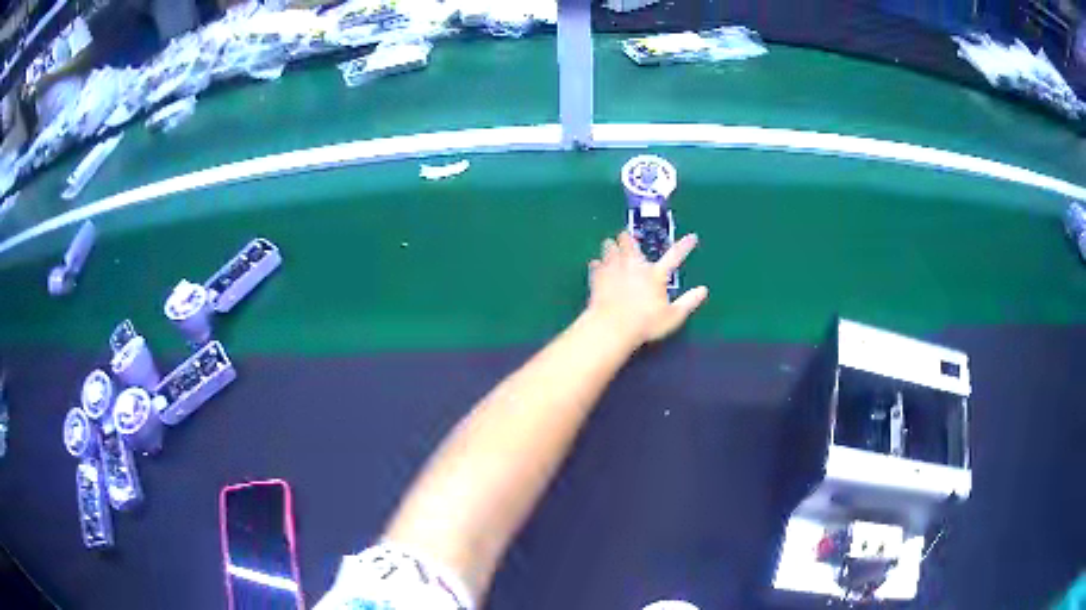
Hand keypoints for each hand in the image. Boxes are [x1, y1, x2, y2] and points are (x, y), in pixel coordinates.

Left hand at [586, 231, 708, 346]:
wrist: (611, 327)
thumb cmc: (645, 323)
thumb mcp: (672, 317)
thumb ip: (688, 302)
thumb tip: (703, 290)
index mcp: (655, 274)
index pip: (675, 256)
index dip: (685, 246)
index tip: (692, 237)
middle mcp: (634, 265)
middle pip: (629, 241)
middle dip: (628, 238)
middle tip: (628, 239)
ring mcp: (613, 268)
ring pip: (609, 246)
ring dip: (611, 246)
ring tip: (611, 248)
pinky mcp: (597, 276)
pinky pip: (595, 263)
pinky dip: (597, 264)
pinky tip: (598, 267)